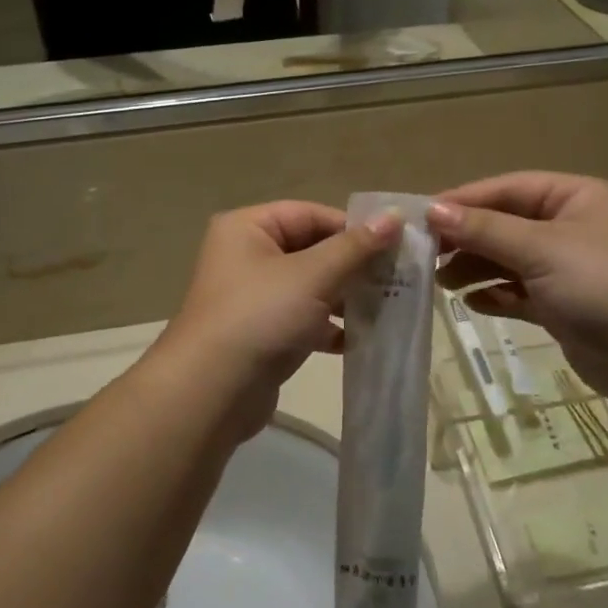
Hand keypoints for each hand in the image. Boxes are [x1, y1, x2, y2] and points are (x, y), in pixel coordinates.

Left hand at [150, 202, 398, 442]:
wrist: (211, 393)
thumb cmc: (261, 317)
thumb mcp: (313, 276)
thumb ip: (355, 247)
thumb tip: (394, 215)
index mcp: (248, 228)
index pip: (310, 214)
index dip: (352, 228)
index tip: (394, 247)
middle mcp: (246, 255)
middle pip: (311, 249)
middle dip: (352, 266)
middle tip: (396, 278)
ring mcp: (252, 297)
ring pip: (310, 286)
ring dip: (345, 297)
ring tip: (384, 308)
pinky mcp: (260, 333)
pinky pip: (302, 319)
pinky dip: (328, 326)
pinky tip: (358, 339)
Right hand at [429, 173, 607, 406]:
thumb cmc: (603, 283)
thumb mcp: (541, 248)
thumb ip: (485, 230)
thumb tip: (432, 210)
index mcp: (574, 197)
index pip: (507, 189)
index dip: (464, 200)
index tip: (421, 215)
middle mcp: (570, 227)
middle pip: (505, 224)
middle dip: (467, 238)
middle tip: (425, 253)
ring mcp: (568, 269)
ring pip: (509, 260)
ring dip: (476, 268)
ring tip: (440, 282)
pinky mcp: (565, 307)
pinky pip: (520, 294)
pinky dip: (496, 296)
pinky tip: (471, 304)